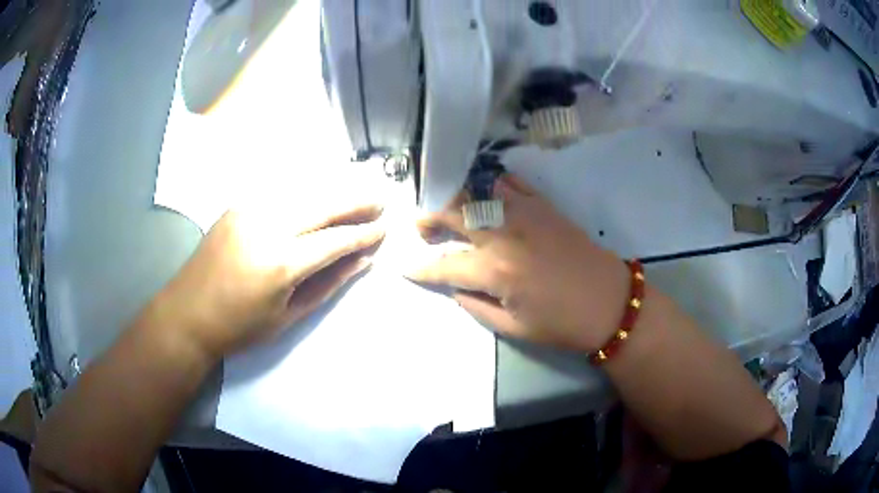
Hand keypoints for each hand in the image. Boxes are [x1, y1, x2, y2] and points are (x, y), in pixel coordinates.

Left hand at [151, 201, 384, 358]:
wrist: (188, 313)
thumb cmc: (240, 327)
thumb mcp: (288, 316)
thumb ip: (327, 284)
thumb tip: (362, 261)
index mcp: (281, 263)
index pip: (335, 240)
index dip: (363, 234)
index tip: (384, 229)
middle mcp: (267, 227)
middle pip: (322, 205)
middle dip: (355, 202)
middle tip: (380, 201)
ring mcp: (249, 211)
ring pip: (302, 191)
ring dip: (332, 192)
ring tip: (356, 194)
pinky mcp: (237, 206)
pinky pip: (279, 193)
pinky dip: (304, 192)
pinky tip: (317, 196)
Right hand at [407, 173, 627, 352]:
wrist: (610, 303)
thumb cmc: (562, 323)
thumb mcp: (513, 327)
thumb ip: (475, 304)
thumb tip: (454, 286)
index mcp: (495, 270)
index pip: (444, 264)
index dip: (419, 267)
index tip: (403, 266)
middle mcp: (505, 233)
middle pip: (454, 211)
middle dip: (429, 216)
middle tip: (422, 227)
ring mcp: (526, 213)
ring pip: (478, 190)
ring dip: (456, 197)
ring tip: (450, 209)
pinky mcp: (544, 205)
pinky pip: (511, 183)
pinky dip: (492, 185)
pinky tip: (486, 195)